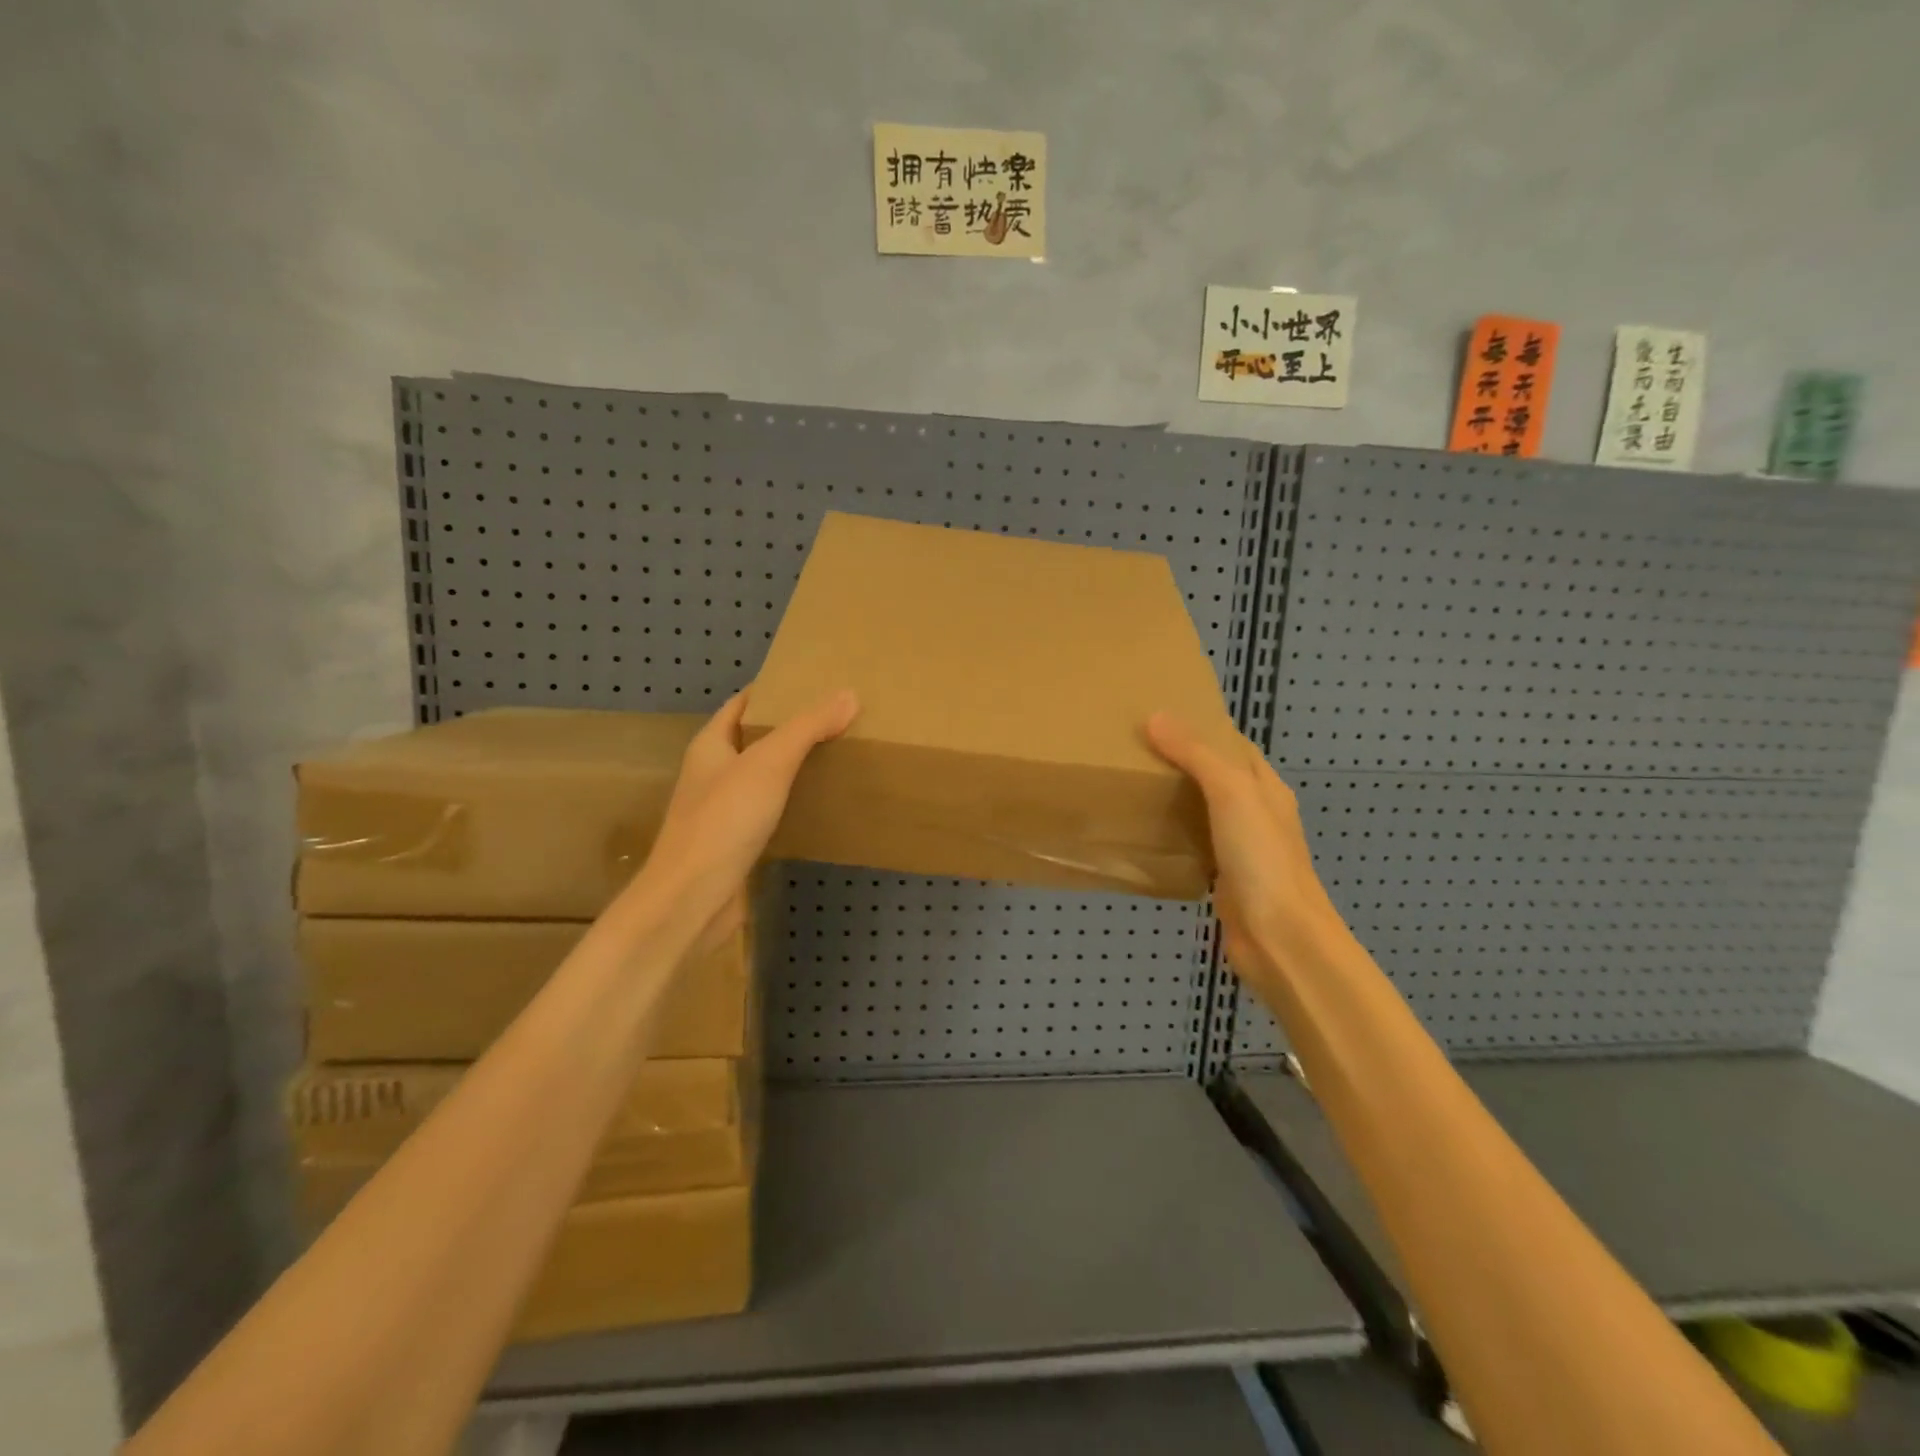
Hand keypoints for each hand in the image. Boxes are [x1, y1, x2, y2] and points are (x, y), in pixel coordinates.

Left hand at [633, 688, 857, 948]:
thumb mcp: (770, 764)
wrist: (692, 899)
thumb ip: (807, 728)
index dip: (775, 691)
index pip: (743, 703)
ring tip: (838, 756)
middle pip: (755, 739)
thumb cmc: (724, 821)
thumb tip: (848, 695)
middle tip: (837, 719)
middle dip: (791, 728)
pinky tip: (821, 805)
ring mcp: (722, 811)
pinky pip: (769, 812)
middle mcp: (713, 773)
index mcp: (711, 745)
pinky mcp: (736, 843)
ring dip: (794, 767)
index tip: (815, 684)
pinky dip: (792, 803)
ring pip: (763, 778)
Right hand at [1146, 712, 1342, 979]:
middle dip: (1181, 762)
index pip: (1233, 745)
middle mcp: (1256, 813)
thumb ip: (1196, 754)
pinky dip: (1174, 835)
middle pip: (1216, 777)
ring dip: (1176, 798)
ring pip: (1203, 812)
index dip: (1201, 727)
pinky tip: (1146, 833)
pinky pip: (1195, 845)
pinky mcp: (1224, 878)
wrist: (1279, 936)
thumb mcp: (1230, 793)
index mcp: (1265, 787)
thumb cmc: (1261, 857)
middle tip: (1135, 749)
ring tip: (1133, 784)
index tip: (1158, 716)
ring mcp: (1241, 848)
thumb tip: (1156, 716)